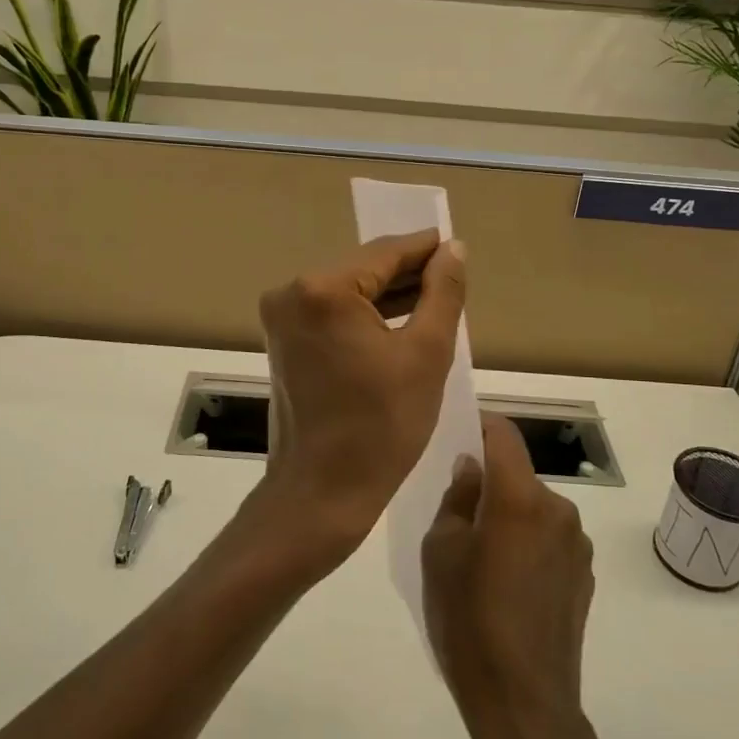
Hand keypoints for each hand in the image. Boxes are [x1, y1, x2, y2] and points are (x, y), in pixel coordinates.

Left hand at [251, 229, 466, 565]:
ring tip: (435, 298)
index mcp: (323, 289)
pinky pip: (332, 312)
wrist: (322, 492)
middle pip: (363, 269)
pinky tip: (400, 319)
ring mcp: (282, 317)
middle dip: (407, 273)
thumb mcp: (426, 354)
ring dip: (388, 294)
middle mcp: (292, 292)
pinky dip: (365, 315)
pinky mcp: (283, 339)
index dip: (424, 248)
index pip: (385, 254)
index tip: (455, 245)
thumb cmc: (382, 426)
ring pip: (348, 291)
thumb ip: (442, 293)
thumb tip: (453, 248)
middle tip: (452, 278)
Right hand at [423, 414, 595, 738]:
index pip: (504, 433)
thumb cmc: (470, 622)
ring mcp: (577, 545)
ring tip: (482, 557)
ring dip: (509, 516)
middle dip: (489, 482)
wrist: (525, 708)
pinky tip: (508, 586)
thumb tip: (472, 468)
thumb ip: (457, 498)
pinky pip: (548, 540)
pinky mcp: (585, 577)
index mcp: (520, 497)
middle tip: (457, 513)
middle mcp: (557, 509)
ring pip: (533, 508)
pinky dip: (527, 544)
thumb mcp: (441, 552)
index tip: (456, 436)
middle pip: (518, 474)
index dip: (479, 425)